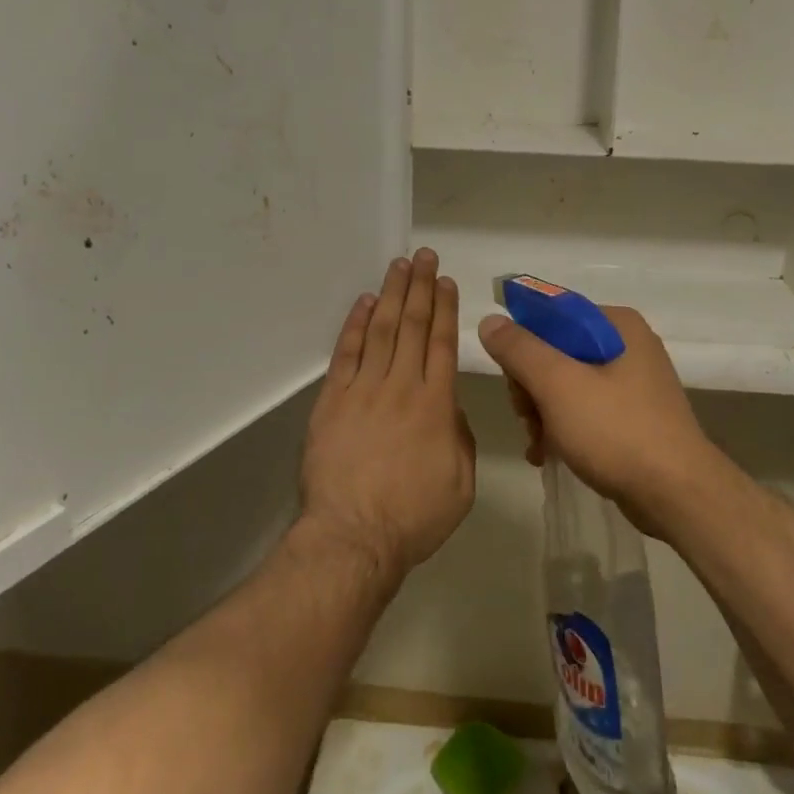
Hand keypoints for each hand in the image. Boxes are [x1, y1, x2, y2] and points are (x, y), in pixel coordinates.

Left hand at [300, 250, 474, 581]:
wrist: (352, 537)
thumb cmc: (413, 516)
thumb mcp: (461, 483)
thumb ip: (460, 437)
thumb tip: (448, 409)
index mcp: (436, 404)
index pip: (441, 343)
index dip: (444, 308)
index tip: (445, 281)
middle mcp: (401, 386)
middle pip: (412, 325)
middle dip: (420, 287)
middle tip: (424, 256)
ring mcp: (363, 390)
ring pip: (381, 330)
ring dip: (391, 294)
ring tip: (399, 265)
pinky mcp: (332, 400)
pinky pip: (346, 353)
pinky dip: (355, 325)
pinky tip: (364, 303)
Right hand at [478, 305, 723, 533]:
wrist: (678, 497)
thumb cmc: (617, 431)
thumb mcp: (558, 385)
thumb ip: (520, 349)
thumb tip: (490, 320)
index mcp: (615, 324)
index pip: (552, 314)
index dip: (523, 343)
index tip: (513, 380)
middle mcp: (627, 344)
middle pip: (556, 350)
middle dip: (532, 386)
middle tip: (527, 418)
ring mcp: (633, 382)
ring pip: (567, 382)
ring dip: (543, 411)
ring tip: (538, 443)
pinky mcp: (634, 416)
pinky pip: (585, 408)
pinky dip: (563, 427)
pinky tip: (547, 453)